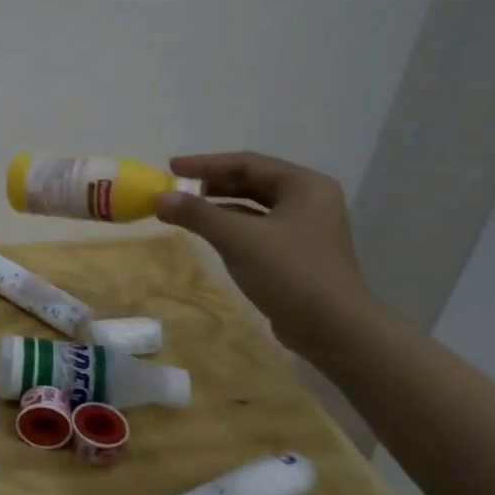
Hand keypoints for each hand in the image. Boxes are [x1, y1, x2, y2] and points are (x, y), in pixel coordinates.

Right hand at [154, 152, 377, 354]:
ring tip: (186, 209)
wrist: (335, 331)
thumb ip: (197, 214)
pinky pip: (259, 229)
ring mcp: (307, 228)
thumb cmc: (290, 273)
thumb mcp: (238, 238)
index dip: (206, 164)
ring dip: (220, 206)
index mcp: (304, 185)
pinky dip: (232, 226)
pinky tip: (210, 234)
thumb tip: (159, 198)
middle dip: (212, 184)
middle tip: (176, 187)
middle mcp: (310, 200)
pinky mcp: (299, 254)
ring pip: (255, 207)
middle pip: (252, 182)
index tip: (171, 167)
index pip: (247, 163)